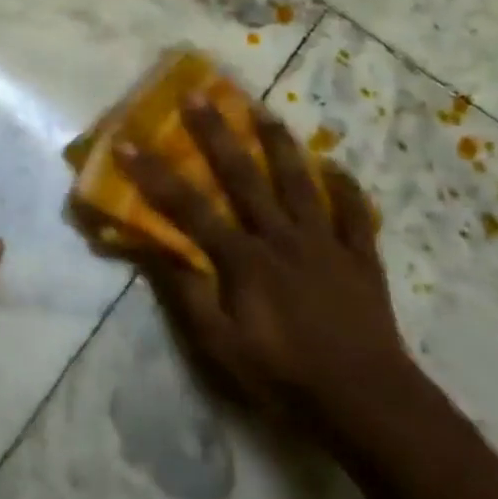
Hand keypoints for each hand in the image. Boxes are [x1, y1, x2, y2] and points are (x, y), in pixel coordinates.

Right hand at [116, 97, 414, 440]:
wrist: (368, 403)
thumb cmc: (285, 379)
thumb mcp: (221, 348)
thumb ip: (188, 295)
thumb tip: (154, 249)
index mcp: (244, 259)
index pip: (189, 208)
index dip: (155, 174)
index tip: (129, 142)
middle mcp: (282, 237)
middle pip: (244, 176)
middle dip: (217, 134)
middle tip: (199, 95)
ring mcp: (325, 243)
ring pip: (299, 182)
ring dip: (279, 144)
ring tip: (264, 111)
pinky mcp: (360, 258)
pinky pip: (354, 214)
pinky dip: (345, 187)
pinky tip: (336, 165)